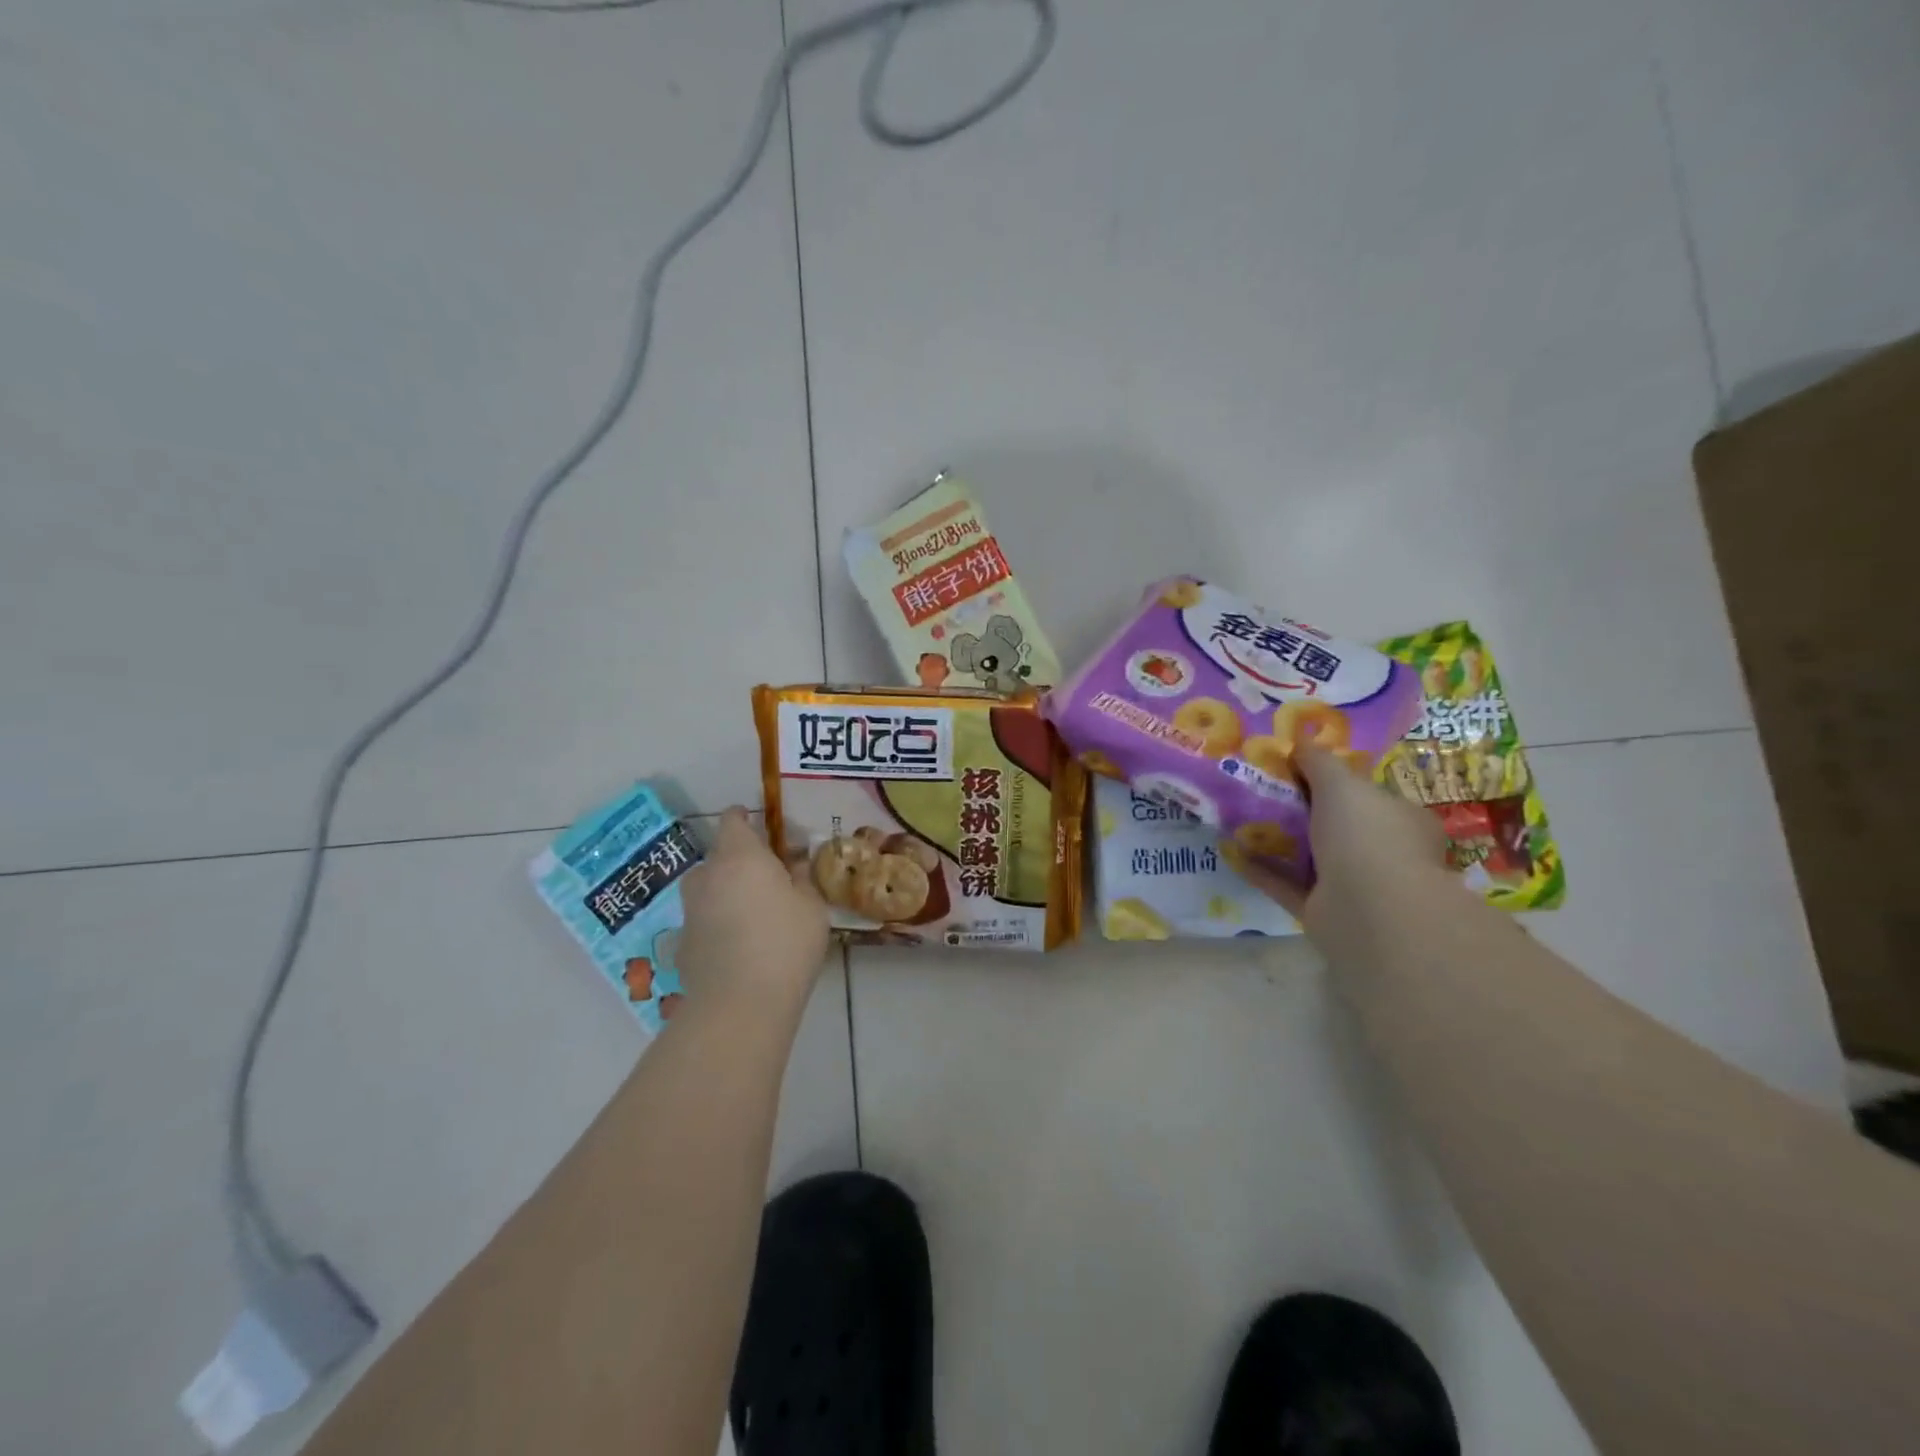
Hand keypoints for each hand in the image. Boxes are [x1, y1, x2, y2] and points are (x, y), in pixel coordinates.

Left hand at [675, 808, 829, 1013]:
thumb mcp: (811, 906)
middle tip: (768, 880)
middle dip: (739, 862)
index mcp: (740, 857)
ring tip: (752, 915)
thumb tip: (793, 865)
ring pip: (707, 889)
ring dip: (725, 893)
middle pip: (719, 856)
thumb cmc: (785, 944)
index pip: (733, 820)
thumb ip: (801, 878)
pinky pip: (703, 921)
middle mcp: (707, 876)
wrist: (740, 1005)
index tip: (760, 826)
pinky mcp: (682, 944)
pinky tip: (738, 947)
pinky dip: (717, 924)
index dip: (745, 818)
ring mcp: (690, 911)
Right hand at [1234, 745, 1450, 936]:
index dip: (1335, 780)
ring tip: (1239, 818)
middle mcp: (1383, 853)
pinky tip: (1232, 851)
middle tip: (1261, 789)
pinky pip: (1287, 885)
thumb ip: (1318, 760)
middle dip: (1302, 810)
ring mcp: (1355, 886)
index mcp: (1401, 820)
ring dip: (1279, 840)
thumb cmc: (1366, 835)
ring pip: (1311, 857)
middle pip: (1336, 825)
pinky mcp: (1324, 912)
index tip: (1296, 768)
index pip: (1367, 795)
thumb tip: (1300, 741)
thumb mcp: (1340, 782)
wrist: (1370, 912)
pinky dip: (1262, 870)